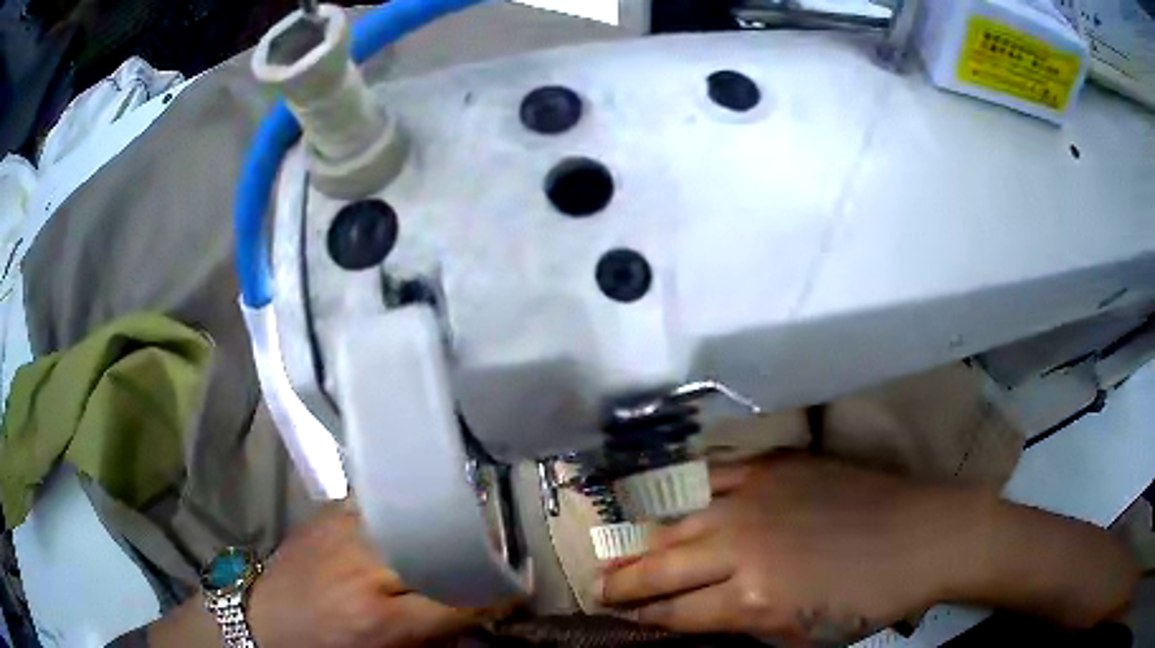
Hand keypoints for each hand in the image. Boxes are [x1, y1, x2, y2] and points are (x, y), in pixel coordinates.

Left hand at [246, 503, 509, 647]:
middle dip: (475, 549)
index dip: (497, 593)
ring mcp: (342, 530)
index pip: (460, 600)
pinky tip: (411, 516)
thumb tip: (479, 611)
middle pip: (440, 547)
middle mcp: (363, 567)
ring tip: (458, 529)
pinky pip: (382, 503)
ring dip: (441, 523)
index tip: (519, 585)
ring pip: (414, 514)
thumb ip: (436, 634)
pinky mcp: (329, 511)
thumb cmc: (327, 647)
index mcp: (380, 619)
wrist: (263, 617)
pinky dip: (404, 510)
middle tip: (492, 553)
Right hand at [597, 454, 990, 644]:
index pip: (675, 612)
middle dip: (623, 581)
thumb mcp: (800, 636)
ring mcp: (756, 499)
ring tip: (614, 551)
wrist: (922, 536)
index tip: (617, 616)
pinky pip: (714, 475)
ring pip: (677, 520)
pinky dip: (684, 492)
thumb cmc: (867, 600)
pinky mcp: (775, 466)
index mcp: (750, 599)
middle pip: (662, 566)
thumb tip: (698, 615)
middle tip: (597, 587)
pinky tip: (665, 501)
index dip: (642, 616)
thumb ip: (741, 625)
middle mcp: (742, 546)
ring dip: (641, 541)